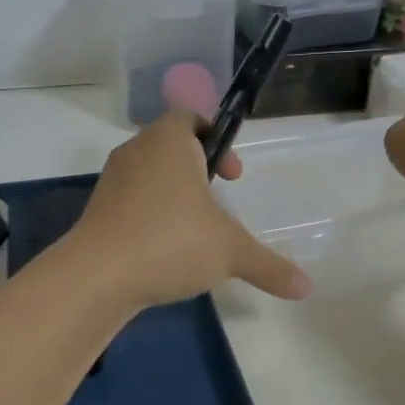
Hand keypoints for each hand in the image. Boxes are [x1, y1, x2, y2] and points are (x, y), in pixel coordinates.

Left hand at [68, 111, 313, 308]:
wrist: (97, 275)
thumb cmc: (171, 241)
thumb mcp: (230, 252)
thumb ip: (270, 266)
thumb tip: (307, 288)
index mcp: (169, 140)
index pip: (191, 117)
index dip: (217, 139)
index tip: (233, 176)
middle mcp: (137, 150)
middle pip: (171, 146)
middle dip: (198, 170)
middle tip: (219, 202)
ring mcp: (112, 180)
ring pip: (150, 175)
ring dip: (174, 195)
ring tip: (195, 230)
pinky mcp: (97, 209)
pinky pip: (132, 201)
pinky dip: (151, 216)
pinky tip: (166, 251)